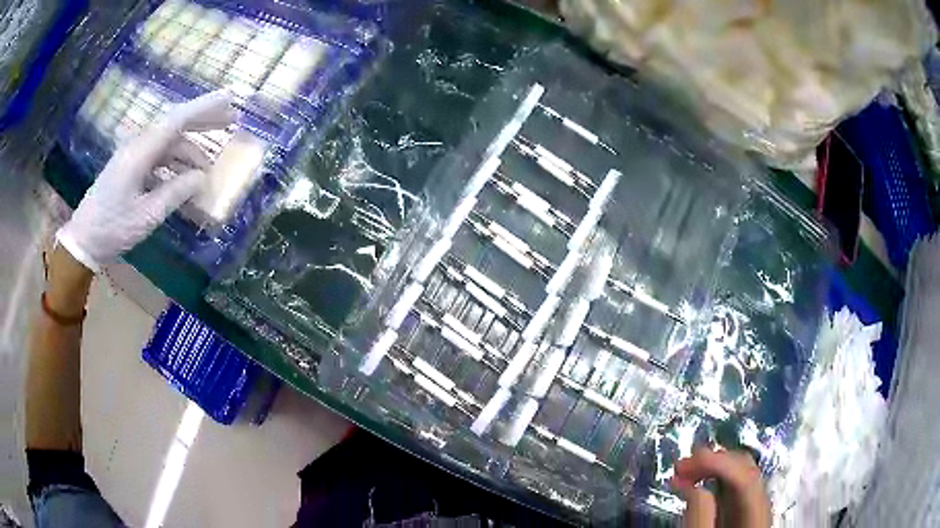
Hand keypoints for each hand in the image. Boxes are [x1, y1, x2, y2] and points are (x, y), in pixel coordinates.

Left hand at [56, 90, 237, 271]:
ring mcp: (133, 156)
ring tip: (208, 169)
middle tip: (230, 120)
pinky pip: (158, 158)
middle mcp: (137, 146)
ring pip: (168, 144)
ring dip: (189, 151)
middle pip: (174, 125)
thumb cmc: (112, 230)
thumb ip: (175, 193)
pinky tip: (184, 180)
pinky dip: (175, 165)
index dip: (204, 107)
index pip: (177, 120)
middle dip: (203, 121)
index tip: (230, 98)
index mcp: (140, 153)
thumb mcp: (146, 216)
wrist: (82, 241)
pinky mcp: (130, 167)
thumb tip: (202, 178)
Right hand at [673, 447, 770, 527]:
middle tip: (680, 466)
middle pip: (746, 471)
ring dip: (713, 467)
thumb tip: (693, 486)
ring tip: (683, 471)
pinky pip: (733, 486)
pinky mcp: (744, 511)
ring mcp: (755, 506)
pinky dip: (714, 478)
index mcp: (757, 518)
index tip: (685, 464)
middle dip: (714, 461)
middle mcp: (761, 505)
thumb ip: (700, 520)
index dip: (718, 465)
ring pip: (741, 474)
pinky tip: (697, 481)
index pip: (745, 480)